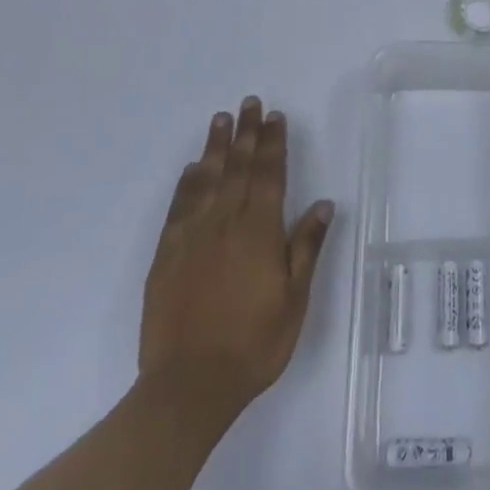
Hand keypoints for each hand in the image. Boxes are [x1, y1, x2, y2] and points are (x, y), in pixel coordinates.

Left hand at [136, 97, 334, 432]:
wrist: (188, 387)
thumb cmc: (253, 345)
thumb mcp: (293, 300)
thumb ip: (306, 247)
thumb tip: (323, 203)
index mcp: (259, 231)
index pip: (268, 175)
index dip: (273, 143)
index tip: (275, 116)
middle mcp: (225, 223)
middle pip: (238, 168)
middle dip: (246, 133)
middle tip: (249, 103)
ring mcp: (192, 237)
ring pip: (207, 179)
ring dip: (216, 147)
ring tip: (222, 119)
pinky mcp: (167, 255)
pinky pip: (179, 207)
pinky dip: (187, 183)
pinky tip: (193, 168)